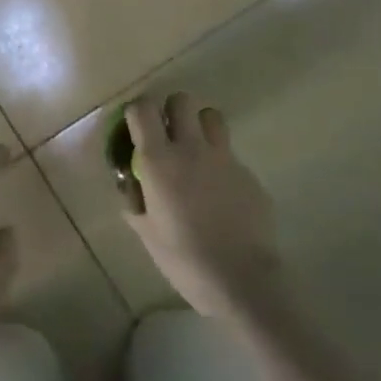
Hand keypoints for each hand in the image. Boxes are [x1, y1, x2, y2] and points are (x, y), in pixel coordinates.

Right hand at [118, 92, 284, 320]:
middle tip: (168, 133)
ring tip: (196, 150)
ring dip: (200, 125)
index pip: (143, 109)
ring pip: (212, 117)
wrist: (242, 280)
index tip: (136, 127)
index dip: (137, 112)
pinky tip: (220, 193)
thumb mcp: (146, 232)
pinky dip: (221, 163)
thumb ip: (135, 200)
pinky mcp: (249, 174)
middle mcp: (191, 149)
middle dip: (172, 110)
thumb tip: (131, 183)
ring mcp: (225, 159)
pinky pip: (230, 155)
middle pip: (182, 100)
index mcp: (160, 161)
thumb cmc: (184, 259)